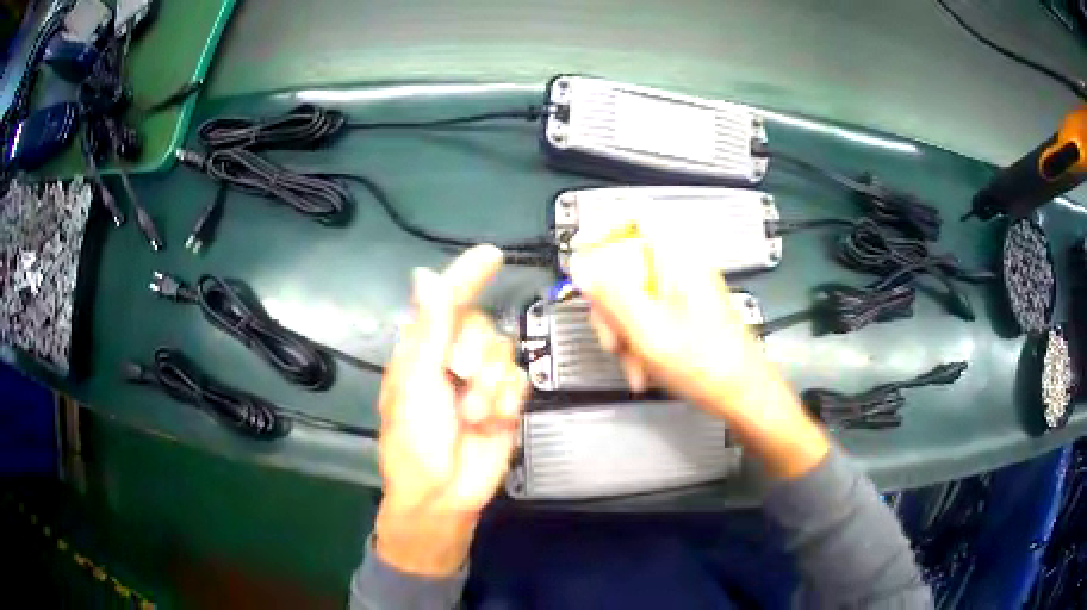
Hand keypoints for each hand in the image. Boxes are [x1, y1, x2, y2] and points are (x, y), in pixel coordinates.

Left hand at [375, 245, 528, 575]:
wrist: (444, 493)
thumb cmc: (414, 439)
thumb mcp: (415, 382)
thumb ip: (428, 328)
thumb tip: (425, 274)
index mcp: (423, 350)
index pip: (447, 302)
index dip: (467, 276)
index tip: (491, 255)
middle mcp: (453, 358)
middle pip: (482, 325)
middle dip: (475, 351)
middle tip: (459, 376)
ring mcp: (482, 381)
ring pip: (505, 353)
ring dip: (489, 385)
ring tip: (471, 415)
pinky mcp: (506, 402)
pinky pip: (520, 381)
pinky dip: (505, 401)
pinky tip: (490, 421)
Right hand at [570, 237, 828, 478]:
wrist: (743, 395)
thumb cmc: (707, 364)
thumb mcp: (649, 332)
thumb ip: (611, 296)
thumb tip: (582, 268)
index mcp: (677, 260)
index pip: (635, 217)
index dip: (602, 229)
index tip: (582, 258)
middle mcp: (681, 269)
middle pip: (625, 265)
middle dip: (609, 304)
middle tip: (611, 336)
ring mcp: (683, 292)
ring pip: (633, 296)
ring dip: (623, 331)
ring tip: (633, 362)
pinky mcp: (684, 313)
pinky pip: (647, 316)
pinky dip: (638, 341)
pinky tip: (642, 368)